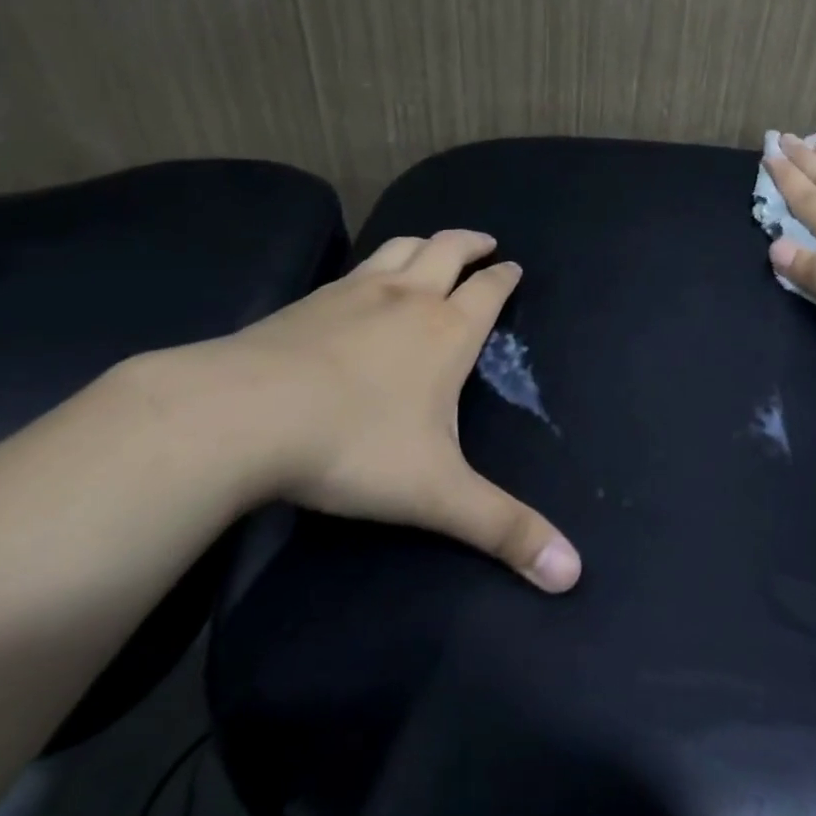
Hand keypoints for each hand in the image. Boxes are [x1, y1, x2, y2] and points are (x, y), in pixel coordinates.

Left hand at [156, 230, 580, 592]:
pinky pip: (354, 267)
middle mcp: (407, 298)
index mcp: (447, 331)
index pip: (488, 290)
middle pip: (447, 250)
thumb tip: (573, 573)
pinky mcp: (308, 300)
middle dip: (471, 243)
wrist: (242, 415)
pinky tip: (362, 281)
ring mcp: (354, 292)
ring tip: (433, 247)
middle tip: (485, 242)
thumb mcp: (437, 495)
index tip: (515, 267)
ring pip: (400, 247)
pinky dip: (374, 263)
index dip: (505, 277)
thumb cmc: (354, 446)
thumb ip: (504, 530)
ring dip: (425, 242)